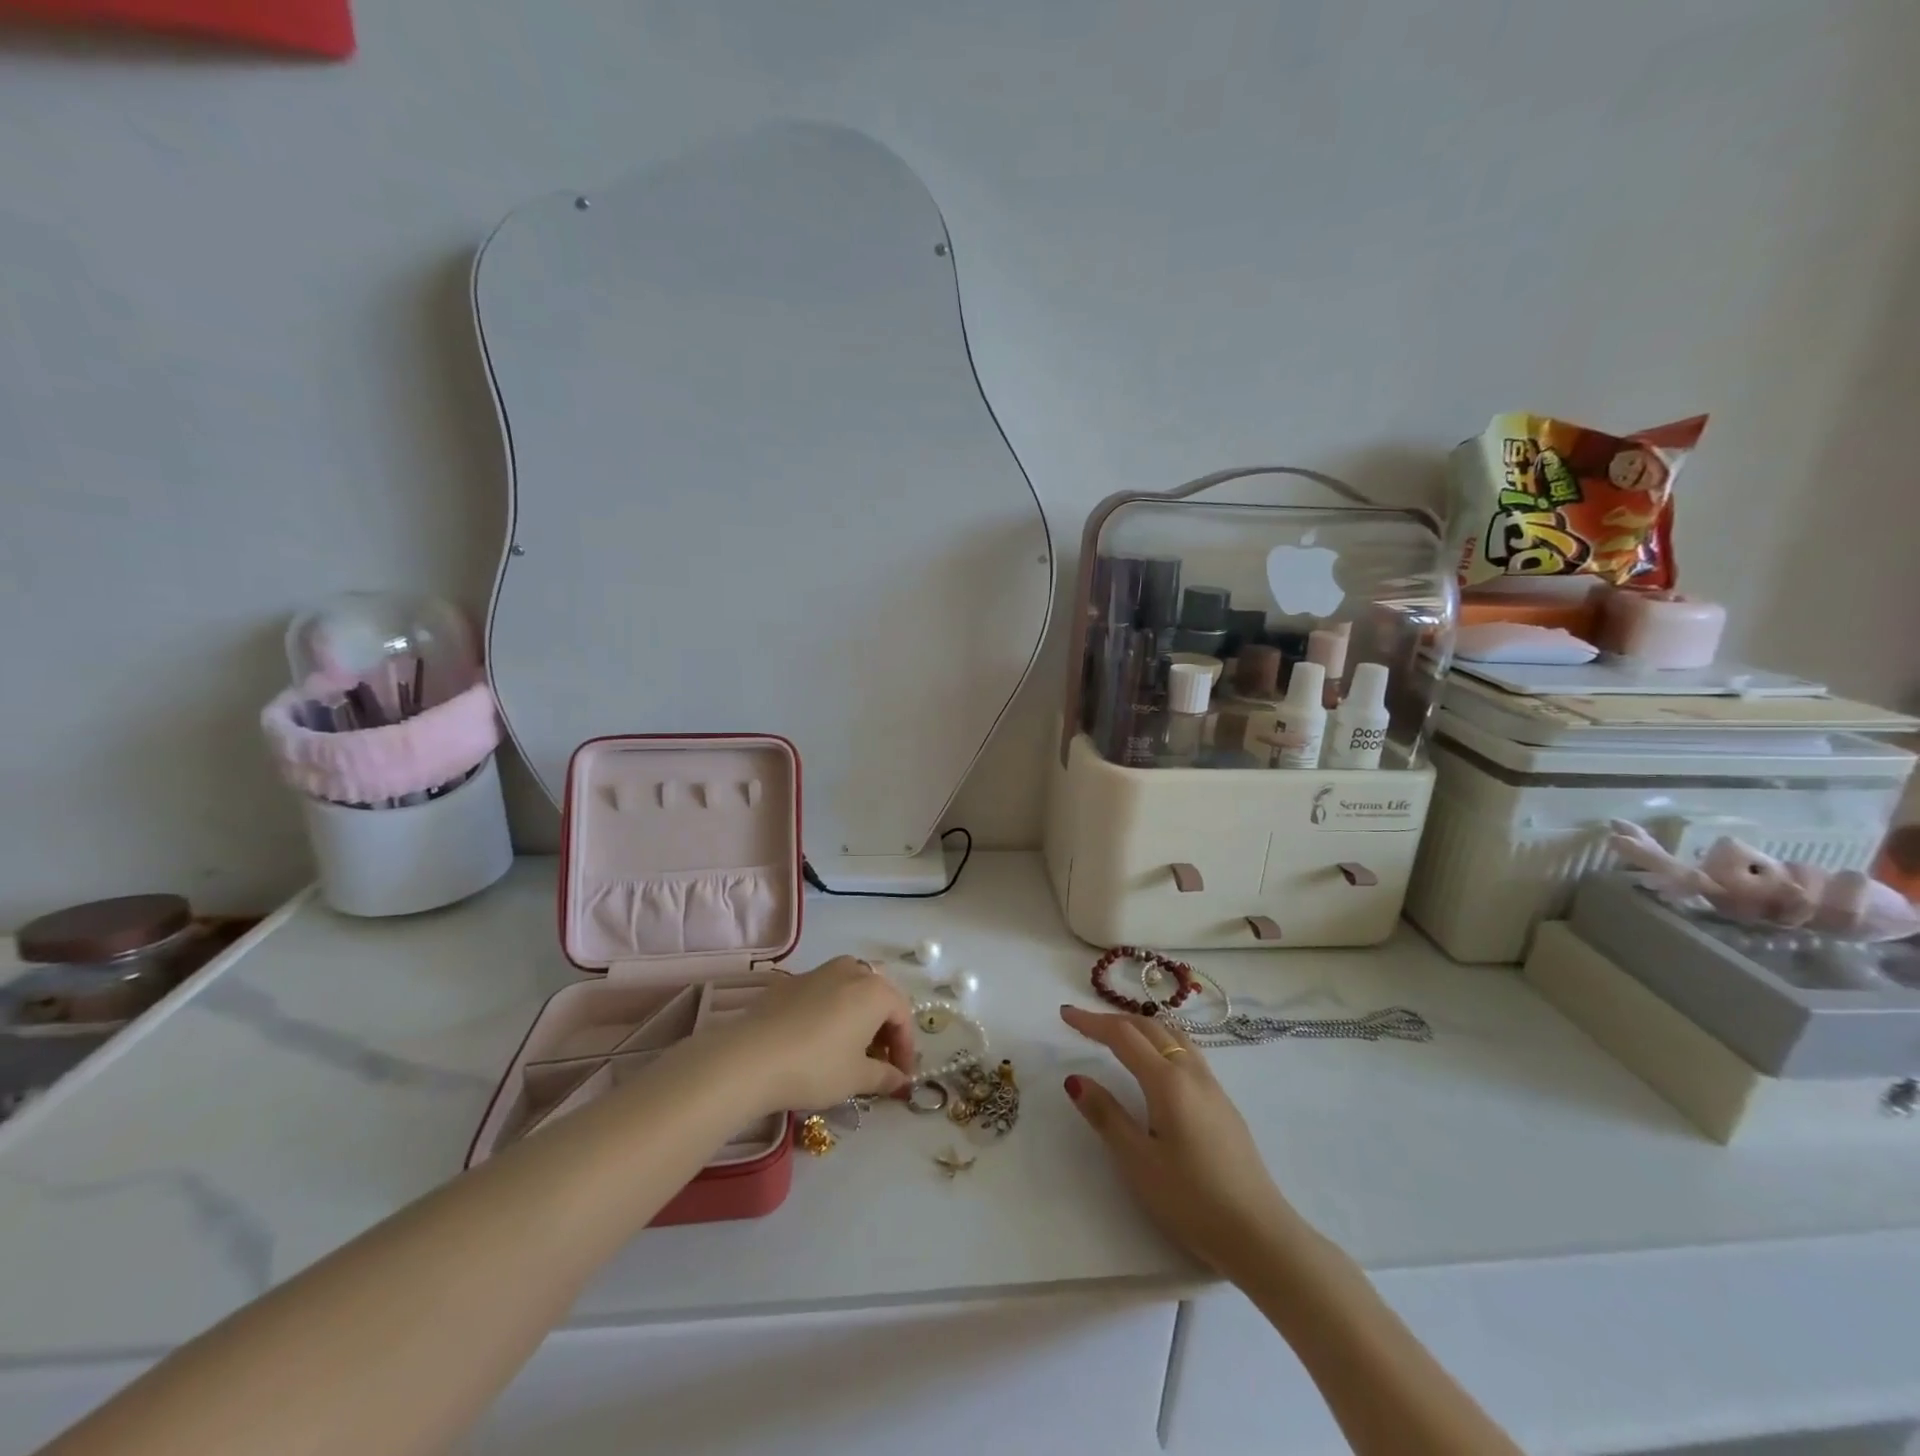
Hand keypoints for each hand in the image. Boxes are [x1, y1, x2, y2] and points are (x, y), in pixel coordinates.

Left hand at [697, 957, 915, 1112]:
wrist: (750, 1058)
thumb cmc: (816, 1067)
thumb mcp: (856, 1078)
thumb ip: (884, 1076)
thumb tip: (901, 1080)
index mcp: (875, 990)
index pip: (903, 1016)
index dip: (906, 1048)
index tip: (901, 1077)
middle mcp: (851, 970)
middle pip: (879, 996)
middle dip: (884, 1027)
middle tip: (879, 1060)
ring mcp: (819, 971)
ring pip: (851, 989)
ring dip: (858, 1015)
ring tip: (850, 1048)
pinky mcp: (790, 981)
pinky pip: (823, 992)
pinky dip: (831, 1011)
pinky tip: (817, 1039)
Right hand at [1061, 1005, 1299, 1276]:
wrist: (1260, 1234)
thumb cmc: (1192, 1199)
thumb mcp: (1138, 1161)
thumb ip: (1106, 1115)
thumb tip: (1075, 1079)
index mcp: (1167, 1081)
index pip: (1122, 1035)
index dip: (1091, 1022)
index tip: (1064, 1014)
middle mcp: (1191, 1072)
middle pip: (1148, 1027)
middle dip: (1113, 1020)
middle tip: (1083, 1024)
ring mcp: (1212, 1086)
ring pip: (1172, 1035)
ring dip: (1141, 1026)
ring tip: (1118, 1034)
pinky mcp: (1223, 1103)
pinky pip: (1187, 1051)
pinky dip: (1161, 1040)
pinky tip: (1157, 1062)